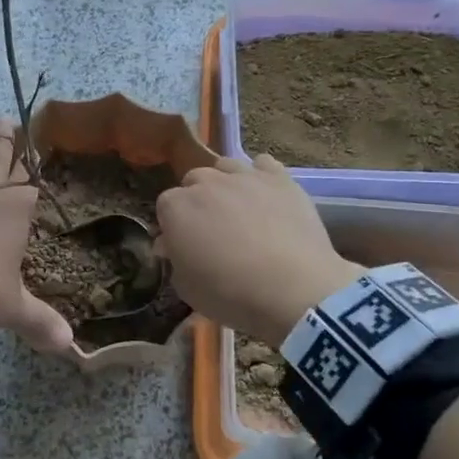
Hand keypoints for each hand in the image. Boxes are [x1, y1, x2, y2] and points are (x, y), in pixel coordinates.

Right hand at [155, 155, 360, 346]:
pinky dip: (261, 176)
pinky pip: (264, 164)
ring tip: (239, 209)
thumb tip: (171, 245)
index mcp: (176, 208)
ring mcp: (244, 176)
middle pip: (194, 181)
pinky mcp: (280, 178)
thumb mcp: (187, 288)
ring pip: (226, 167)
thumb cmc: (231, 294)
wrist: (293, 290)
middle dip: (198, 201)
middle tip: (212, 230)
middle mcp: (207, 183)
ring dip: (226, 184)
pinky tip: (266, 195)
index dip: (174, 225)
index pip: (165, 206)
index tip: (184, 244)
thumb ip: (174, 260)